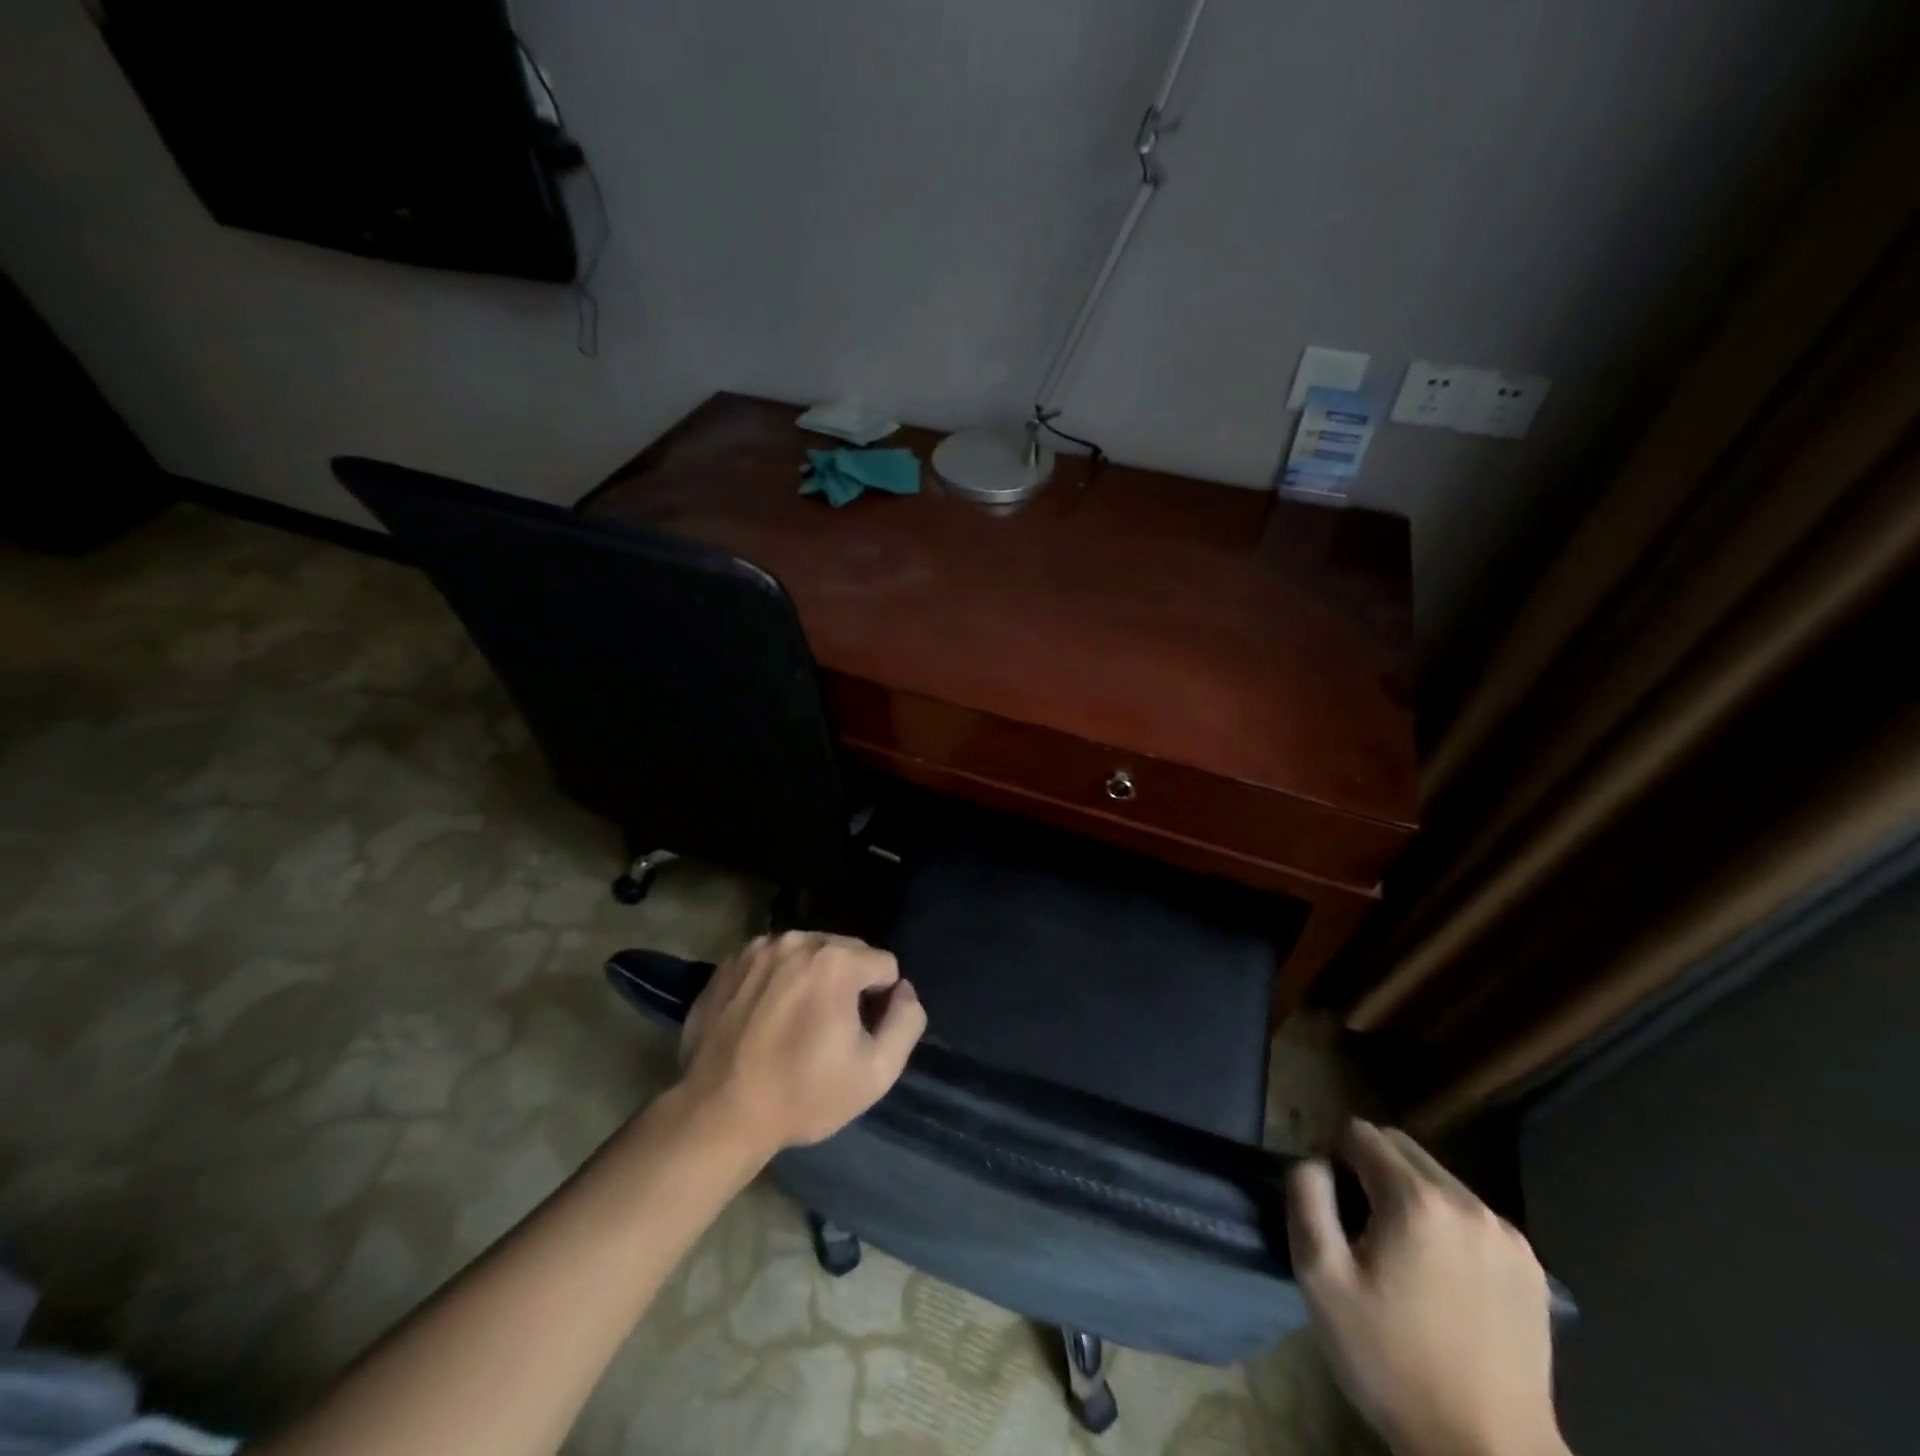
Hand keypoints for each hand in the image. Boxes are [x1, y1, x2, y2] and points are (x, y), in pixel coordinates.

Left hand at [675, 931, 926, 1157]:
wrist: (716, 1114)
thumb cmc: (802, 1095)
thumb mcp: (876, 1072)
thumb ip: (906, 1022)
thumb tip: (903, 991)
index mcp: (836, 960)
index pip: (885, 965)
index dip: (880, 1002)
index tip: (857, 1035)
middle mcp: (798, 941)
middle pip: (846, 952)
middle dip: (848, 983)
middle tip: (827, 1031)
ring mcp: (758, 949)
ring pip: (808, 953)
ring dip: (812, 978)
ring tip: (795, 1024)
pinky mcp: (729, 964)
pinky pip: (772, 961)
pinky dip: (777, 980)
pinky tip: (765, 1018)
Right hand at [1286, 1120, 1567, 1455]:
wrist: (1489, 1453)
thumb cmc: (1392, 1362)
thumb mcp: (1321, 1279)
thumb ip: (1307, 1199)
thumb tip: (1314, 1162)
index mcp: (1416, 1199)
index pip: (1361, 1133)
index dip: (1333, 1154)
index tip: (1328, 1198)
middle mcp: (1467, 1203)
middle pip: (1402, 1147)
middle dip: (1371, 1167)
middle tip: (1357, 1222)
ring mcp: (1506, 1235)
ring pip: (1438, 1179)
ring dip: (1409, 1194)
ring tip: (1399, 1252)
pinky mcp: (1531, 1267)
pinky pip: (1471, 1216)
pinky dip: (1446, 1224)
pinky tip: (1441, 1275)